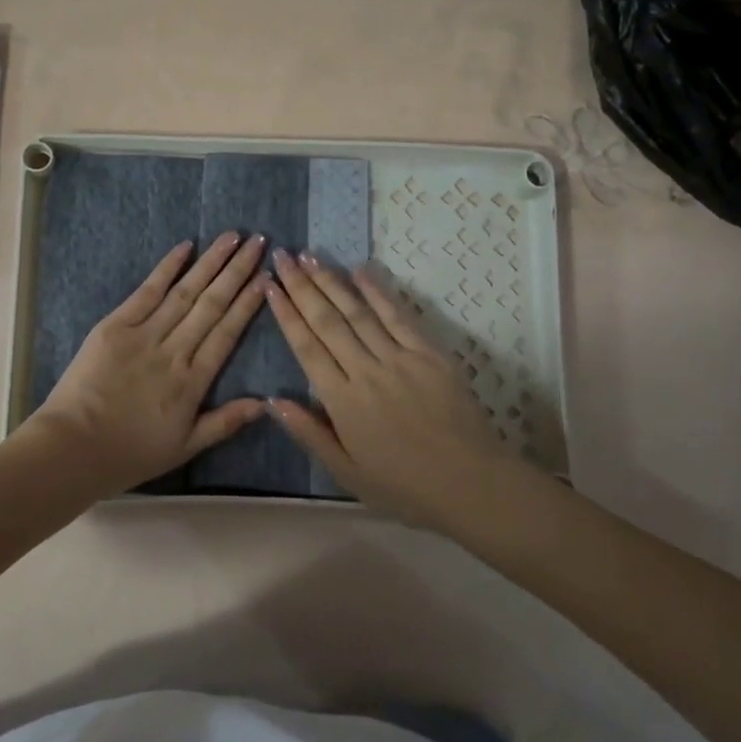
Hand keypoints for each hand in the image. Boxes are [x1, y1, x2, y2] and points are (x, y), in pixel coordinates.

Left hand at [25, 233, 269, 490]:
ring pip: (185, 292)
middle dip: (237, 271)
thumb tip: (264, 403)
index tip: (266, 278)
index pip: (227, 333)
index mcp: (193, 381)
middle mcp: (175, 351)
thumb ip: (224, 422)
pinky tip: (186, 247)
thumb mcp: (184, 447)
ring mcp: (144, 334)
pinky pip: (147, 291)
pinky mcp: (115, 325)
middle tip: (258, 242)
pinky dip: (167, 268)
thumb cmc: (130, 452)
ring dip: (210, 262)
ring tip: (232, 236)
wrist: (73, 447)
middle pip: (212, 304)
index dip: (248, 304)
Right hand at [265, 250, 516, 527]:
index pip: (307, 348)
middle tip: (283, 257)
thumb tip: (273, 400)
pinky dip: (378, 292)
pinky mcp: (429, 354)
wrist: (470, 484)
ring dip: (332, 281)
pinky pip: (398, 316)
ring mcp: (399, 359)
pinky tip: (360, 270)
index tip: (270, 286)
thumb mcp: (346, 473)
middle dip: (302, 286)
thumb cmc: (403, 485)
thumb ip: (309, 433)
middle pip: (327, 321)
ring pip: (358, 312)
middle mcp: (366, 371)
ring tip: (311, 256)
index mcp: (342, 401)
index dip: (286, 314)